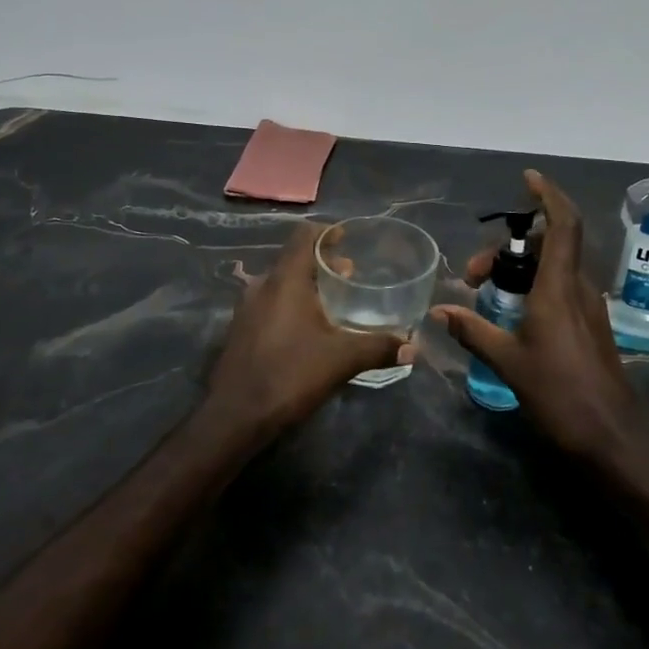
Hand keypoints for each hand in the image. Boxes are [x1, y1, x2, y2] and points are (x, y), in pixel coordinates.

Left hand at [206, 221, 406, 435]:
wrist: (235, 415)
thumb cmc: (289, 374)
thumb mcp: (341, 359)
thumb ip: (378, 347)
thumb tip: (413, 347)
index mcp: (285, 280)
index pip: (304, 236)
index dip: (327, 232)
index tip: (348, 239)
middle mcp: (262, 285)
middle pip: (294, 259)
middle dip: (322, 262)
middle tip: (351, 274)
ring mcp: (247, 308)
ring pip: (281, 283)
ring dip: (306, 285)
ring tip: (333, 302)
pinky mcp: (241, 330)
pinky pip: (270, 303)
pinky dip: (291, 304)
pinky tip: (308, 329)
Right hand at [432, 171, 644, 460]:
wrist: (613, 438)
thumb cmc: (560, 394)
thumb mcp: (509, 362)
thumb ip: (473, 331)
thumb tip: (439, 311)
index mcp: (559, 288)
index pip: (562, 225)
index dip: (548, 196)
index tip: (527, 179)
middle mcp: (578, 288)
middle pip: (549, 244)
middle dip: (509, 247)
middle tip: (473, 275)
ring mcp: (588, 307)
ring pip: (554, 267)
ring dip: (519, 268)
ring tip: (485, 294)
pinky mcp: (590, 325)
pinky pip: (560, 288)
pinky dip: (533, 286)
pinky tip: (510, 313)